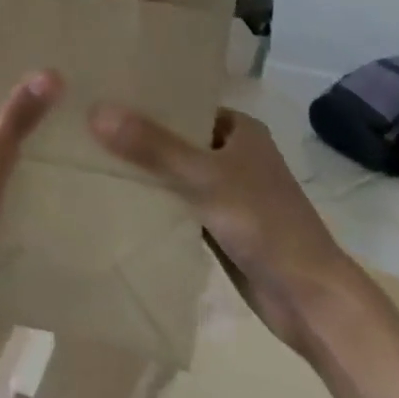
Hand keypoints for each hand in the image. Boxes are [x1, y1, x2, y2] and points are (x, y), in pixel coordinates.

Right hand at [89, 105, 355, 348]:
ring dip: (145, 172)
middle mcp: (234, 153)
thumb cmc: (265, 224)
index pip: (183, 103)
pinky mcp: (221, 227)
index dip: (145, 99)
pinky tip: (118, 200)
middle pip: (176, 138)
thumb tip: (96, 111)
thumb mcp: (204, 177)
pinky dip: (156, 204)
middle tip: (87, 127)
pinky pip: (180, 205)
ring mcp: (228, 192)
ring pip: (176, 173)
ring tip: (91, 158)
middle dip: (139, 137)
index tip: (102, 94)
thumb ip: (152, 146)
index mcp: (239, 128)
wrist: (312, 303)